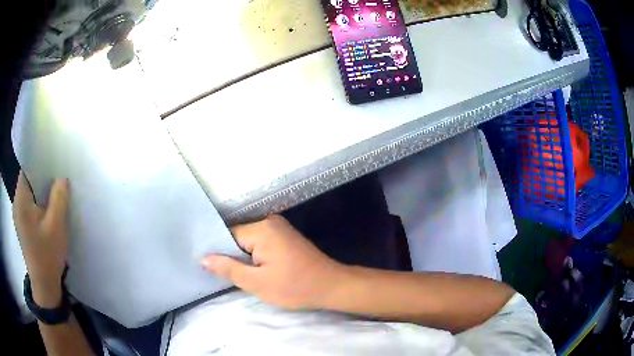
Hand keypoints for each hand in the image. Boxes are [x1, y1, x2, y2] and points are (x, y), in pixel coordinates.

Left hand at [13, 171, 69, 306]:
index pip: (27, 168)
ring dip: (41, 192)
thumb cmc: (48, 255)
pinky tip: (48, 211)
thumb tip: (62, 178)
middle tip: (58, 177)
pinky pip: (30, 206)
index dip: (39, 161)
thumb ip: (59, 198)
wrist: (44, 286)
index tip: (54, 161)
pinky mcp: (23, 226)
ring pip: (30, 193)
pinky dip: (39, 204)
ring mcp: (19, 216)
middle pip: (28, 180)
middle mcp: (16, 203)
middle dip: (42, 177)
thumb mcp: (56, 226)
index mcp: (20, 199)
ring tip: (54, 193)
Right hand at [203, 215, 343, 309]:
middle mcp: (269, 221)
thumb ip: (228, 269)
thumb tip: (203, 258)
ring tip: (240, 275)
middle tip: (226, 276)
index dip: (219, 252)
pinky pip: (261, 243)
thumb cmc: (295, 287)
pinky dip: (256, 256)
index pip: (227, 235)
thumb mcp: (257, 282)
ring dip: (244, 258)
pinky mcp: (285, 237)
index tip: (212, 268)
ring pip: (249, 242)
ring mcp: (279, 228)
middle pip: (238, 237)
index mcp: (261, 228)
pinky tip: (255, 270)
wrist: (331, 286)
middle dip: (232, 256)